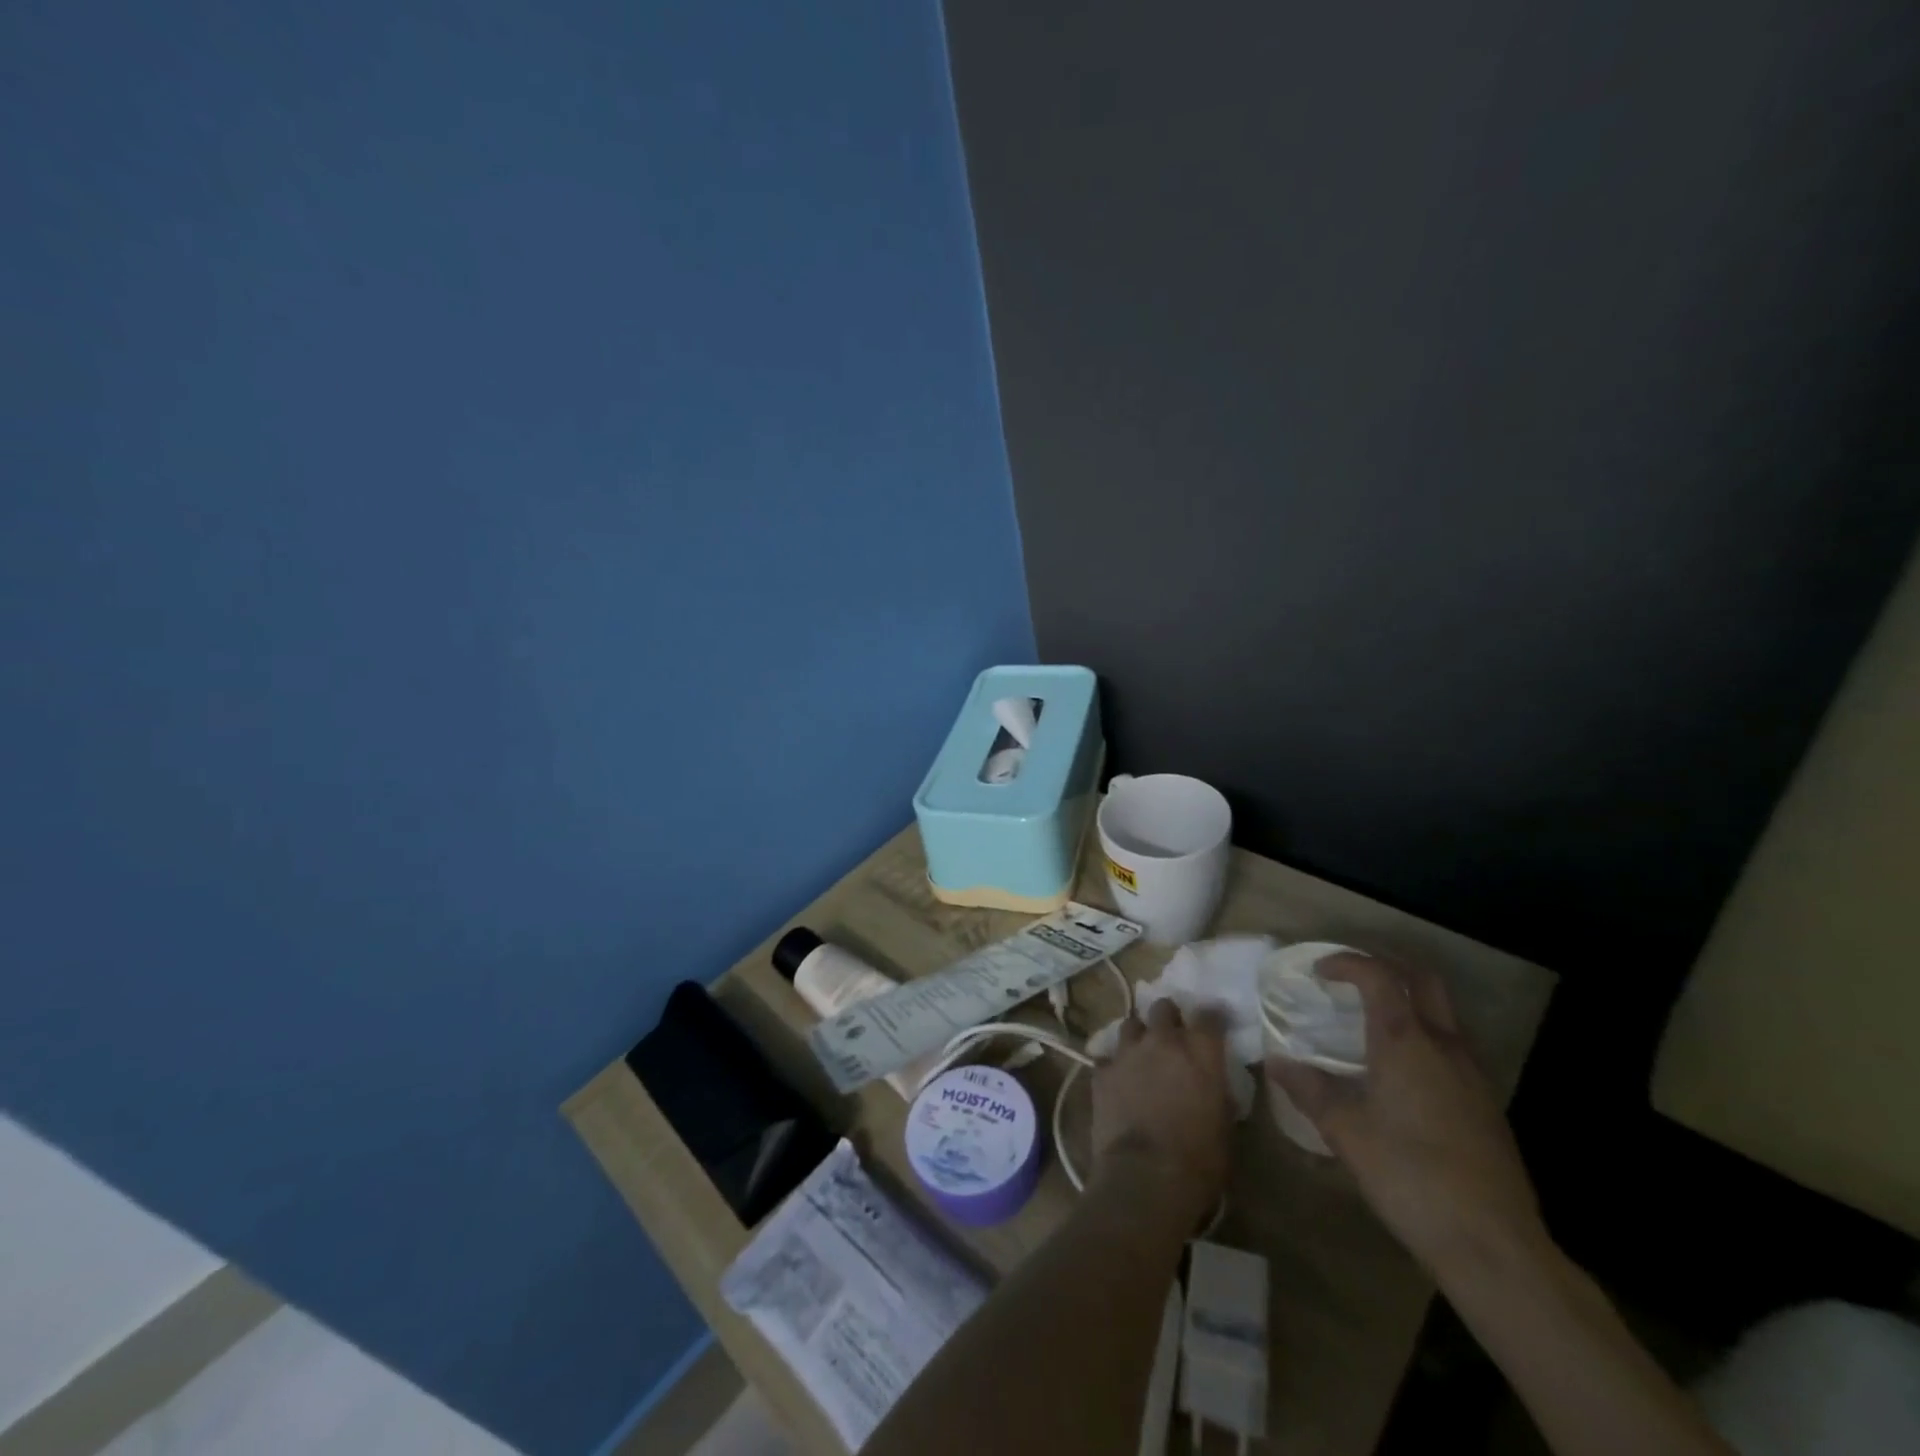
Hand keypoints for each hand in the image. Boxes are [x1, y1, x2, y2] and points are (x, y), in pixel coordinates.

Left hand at [1092, 999, 1233, 1227]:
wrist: (1145, 1177)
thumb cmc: (1198, 1159)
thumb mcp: (1225, 1127)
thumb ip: (1218, 1094)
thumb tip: (1215, 1087)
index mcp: (1200, 1051)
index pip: (1209, 1015)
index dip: (1212, 1018)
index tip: (1214, 1026)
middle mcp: (1163, 1041)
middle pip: (1163, 1007)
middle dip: (1168, 1018)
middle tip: (1172, 1036)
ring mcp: (1128, 1052)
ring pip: (1131, 1024)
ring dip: (1139, 1035)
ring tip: (1142, 1054)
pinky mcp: (1102, 1070)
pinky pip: (1107, 1057)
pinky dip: (1114, 1065)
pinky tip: (1117, 1081)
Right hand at [1266, 955, 1545, 1277]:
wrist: (1493, 1245)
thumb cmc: (1410, 1177)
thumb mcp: (1346, 1132)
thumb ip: (1310, 1089)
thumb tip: (1277, 1062)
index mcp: (1406, 1042)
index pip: (1379, 976)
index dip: (1348, 963)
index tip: (1319, 971)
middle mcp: (1444, 1046)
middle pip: (1423, 980)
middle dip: (1387, 966)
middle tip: (1353, 977)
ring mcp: (1473, 1074)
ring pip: (1443, 1012)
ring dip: (1409, 1000)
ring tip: (1372, 1019)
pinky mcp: (1487, 1103)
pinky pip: (1452, 1046)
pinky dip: (1423, 1035)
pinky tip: (1402, 1070)